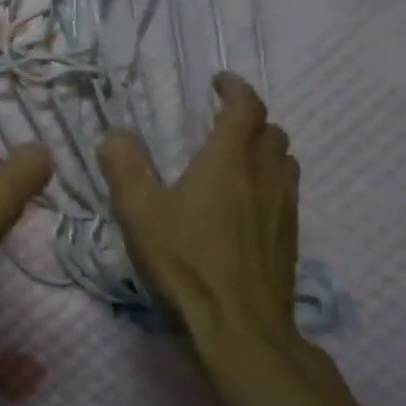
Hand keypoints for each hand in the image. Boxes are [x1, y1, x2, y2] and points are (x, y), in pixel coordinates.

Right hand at [97, 73, 301, 358]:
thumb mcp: (140, 211)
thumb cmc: (186, 260)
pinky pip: (287, 190)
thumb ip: (125, 167)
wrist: (240, 324)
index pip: (245, 108)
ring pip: (285, 160)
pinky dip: (271, 179)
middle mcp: (263, 176)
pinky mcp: (290, 236)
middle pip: (272, 131)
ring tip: (237, 157)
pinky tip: (247, 202)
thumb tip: (116, 135)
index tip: (219, 82)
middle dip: (250, 118)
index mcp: (228, 161)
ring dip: (265, 148)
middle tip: (221, 122)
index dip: (235, 89)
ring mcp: (283, 207)